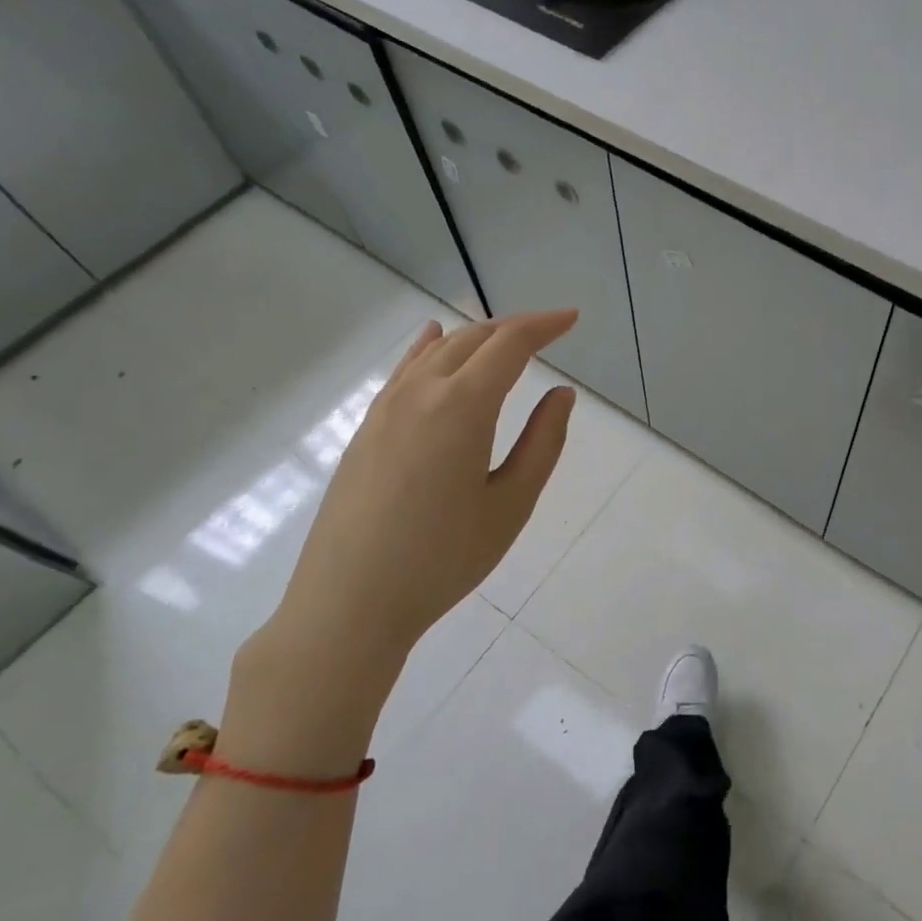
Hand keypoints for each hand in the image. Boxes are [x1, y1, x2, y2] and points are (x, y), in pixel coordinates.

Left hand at [234, 310, 577, 739]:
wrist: (349, 603)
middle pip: (473, 339)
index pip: (510, 345)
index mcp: (463, 407)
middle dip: (515, 327)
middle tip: (549, 330)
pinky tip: (432, 339)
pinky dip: (428, 348)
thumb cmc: (443, 559)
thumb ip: (542, 442)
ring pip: (436, 350)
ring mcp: (386, 408)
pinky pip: (404, 370)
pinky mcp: (366, 429)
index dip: (544, 325)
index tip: (572, 318)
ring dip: (476, 336)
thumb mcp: (511, 505)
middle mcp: (421, 393)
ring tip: (505, 337)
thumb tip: (562, 394)